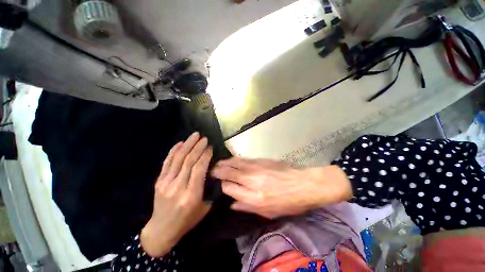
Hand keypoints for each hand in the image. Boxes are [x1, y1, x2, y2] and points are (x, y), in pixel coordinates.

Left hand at [141, 132, 212, 256]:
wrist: (161, 230)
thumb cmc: (187, 221)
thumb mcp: (205, 207)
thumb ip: (209, 188)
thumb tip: (212, 169)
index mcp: (191, 195)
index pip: (199, 169)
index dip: (205, 155)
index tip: (210, 147)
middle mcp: (177, 187)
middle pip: (188, 161)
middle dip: (198, 147)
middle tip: (204, 138)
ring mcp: (165, 183)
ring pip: (178, 159)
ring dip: (187, 145)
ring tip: (195, 135)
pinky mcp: (159, 181)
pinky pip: (167, 162)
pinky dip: (174, 151)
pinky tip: (180, 143)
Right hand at [212, 158, 352, 218]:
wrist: (304, 184)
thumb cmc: (288, 202)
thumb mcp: (269, 213)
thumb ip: (248, 207)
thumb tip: (232, 203)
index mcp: (254, 197)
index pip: (230, 188)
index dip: (221, 186)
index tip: (217, 184)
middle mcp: (252, 181)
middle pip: (230, 173)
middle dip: (218, 171)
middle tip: (210, 170)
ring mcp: (257, 168)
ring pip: (235, 164)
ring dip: (224, 163)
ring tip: (217, 164)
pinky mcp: (261, 160)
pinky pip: (244, 159)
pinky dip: (235, 159)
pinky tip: (230, 159)